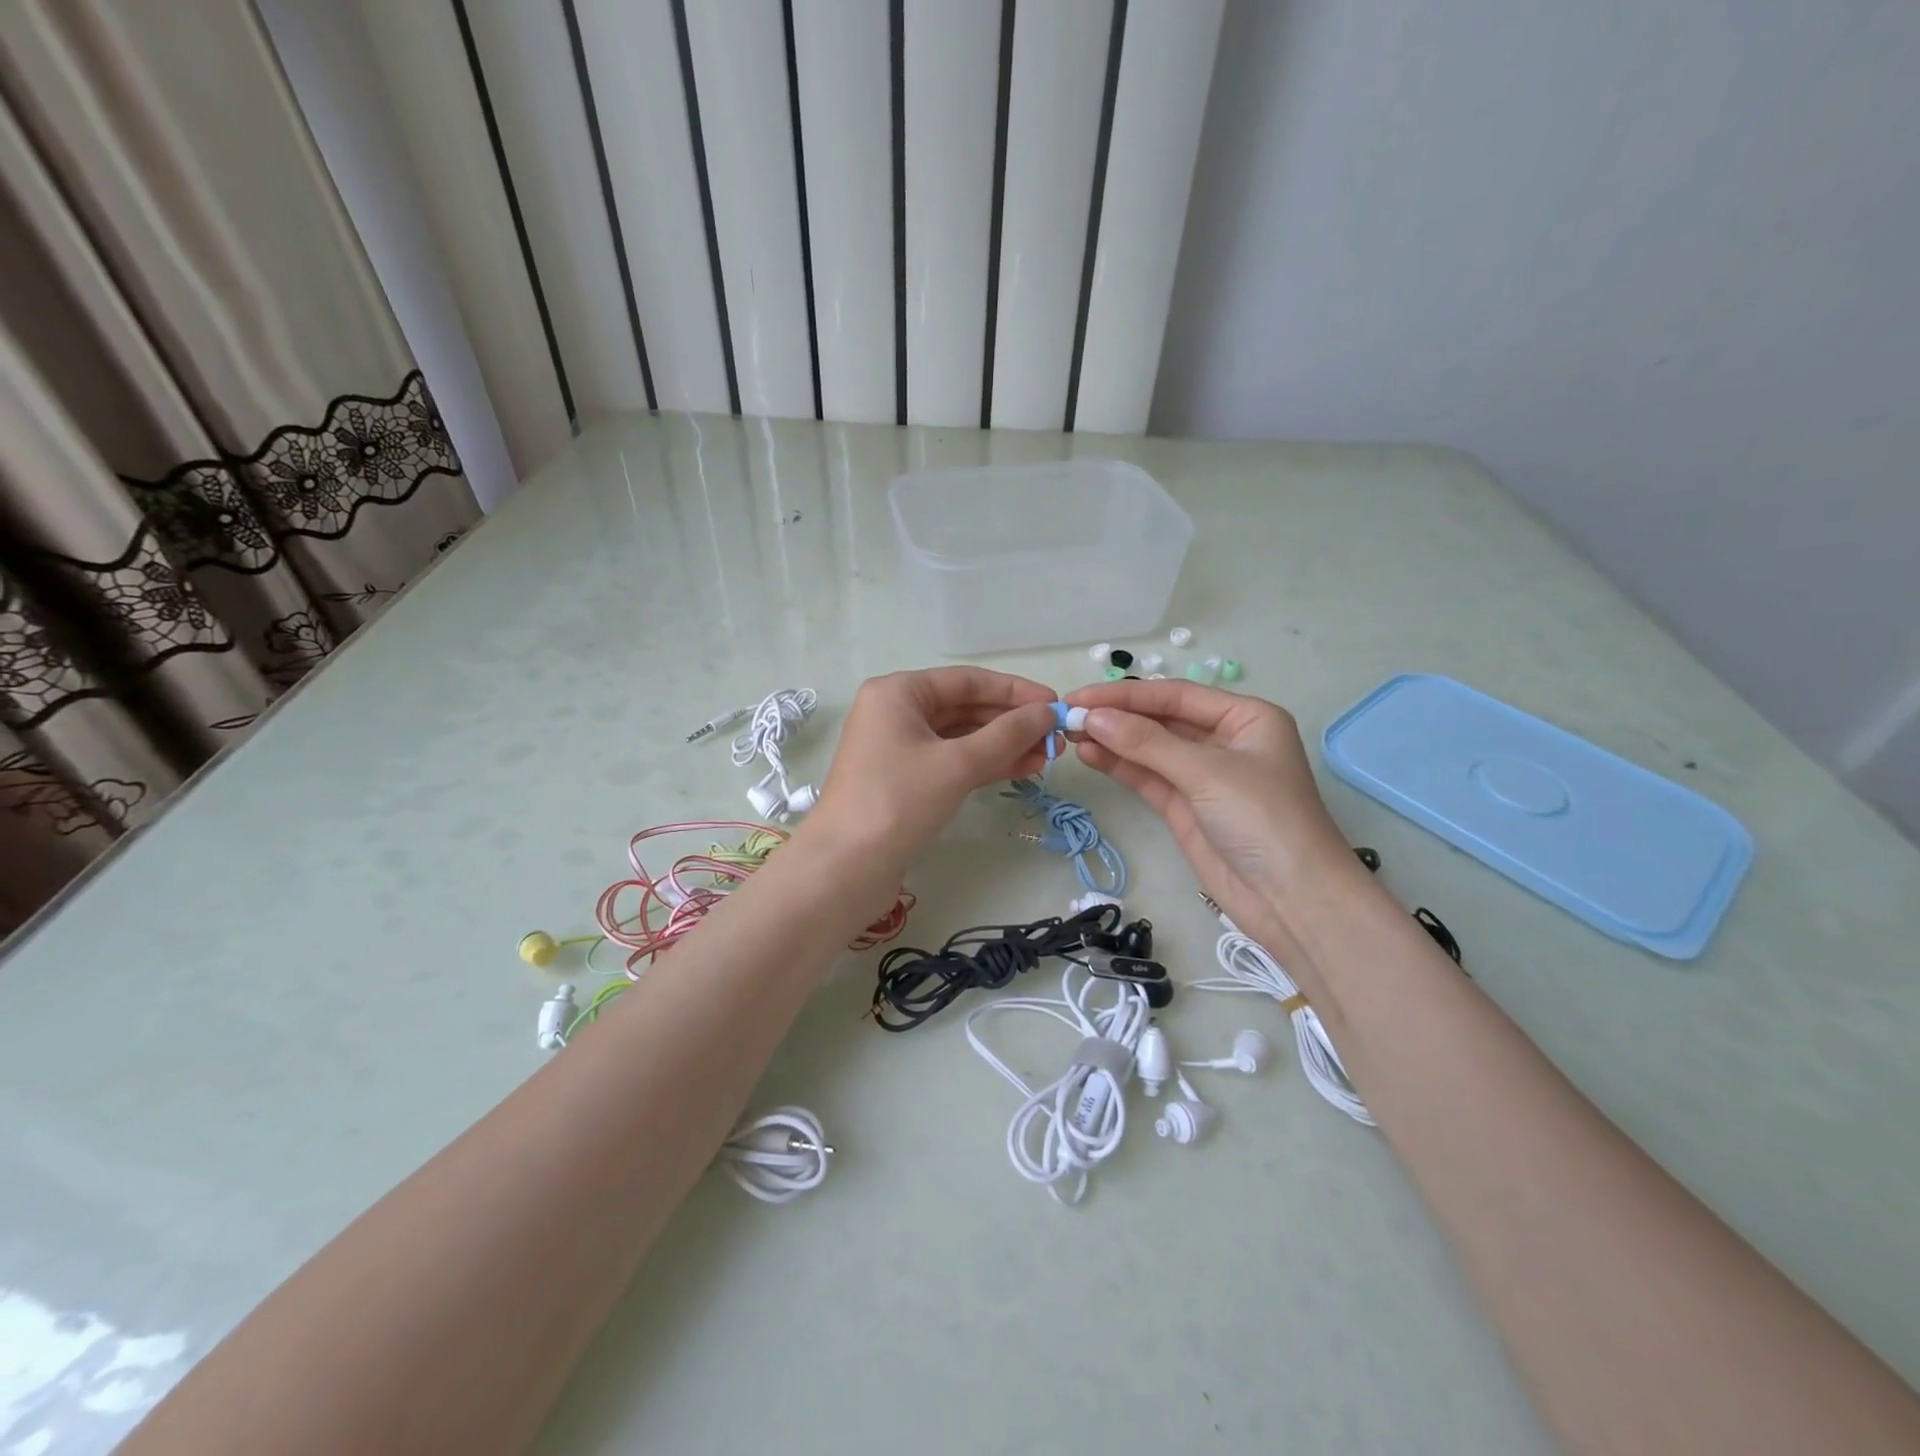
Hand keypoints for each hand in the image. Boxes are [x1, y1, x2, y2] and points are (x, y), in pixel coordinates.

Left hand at [810, 668, 1057, 863]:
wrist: (845, 867)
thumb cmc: (898, 801)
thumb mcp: (957, 764)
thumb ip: (1007, 735)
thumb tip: (1047, 714)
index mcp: (898, 692)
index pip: (967, 681)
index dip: (1015, 691)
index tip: (1055, 704)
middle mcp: (896, 712)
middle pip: (965, 708)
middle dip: (1011, 722)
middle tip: (1056, 738)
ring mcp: (899, 748)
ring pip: (961, 738)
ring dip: (1003, 746)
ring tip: (1048, 756)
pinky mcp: (905, 780)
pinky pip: (952, 762)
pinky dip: (985, 765)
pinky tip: (1022, 769)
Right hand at [1064, 680, 1353, 928]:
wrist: (1292, 900)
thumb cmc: (1264, 820)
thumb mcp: (1207, 772)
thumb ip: (1147, 743)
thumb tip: (1092, 718)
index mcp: (1245, 717)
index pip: (1176, 695)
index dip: (1127, 695)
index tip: (1080, 698)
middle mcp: (1224, 740)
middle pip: (1161, 719)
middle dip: (1117, 717)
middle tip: (1068, 716)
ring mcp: (1203, 776)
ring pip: (1150, 749)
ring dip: (1113, 741)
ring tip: (1069, 735)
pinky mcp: (1186, 807)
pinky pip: (1148, 777)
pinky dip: (1120, 766)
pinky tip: (1090, 756)